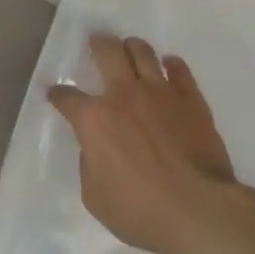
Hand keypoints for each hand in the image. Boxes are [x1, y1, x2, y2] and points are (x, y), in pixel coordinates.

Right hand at [47, 34, 240, 253]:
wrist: (198, 210)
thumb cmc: (140, 210)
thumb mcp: (95, 197)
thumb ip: (90, 165)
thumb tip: (97, 149)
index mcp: (94, 119)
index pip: (68, 97)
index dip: (58, 94)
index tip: (55, 94)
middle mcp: (124, 95)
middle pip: (107, 52)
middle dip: (98, 44)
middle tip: (96, 42)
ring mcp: (160, 93)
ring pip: (143, 52)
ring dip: (133, 48)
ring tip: (130, 49)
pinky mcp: (191, 100)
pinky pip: (180, 70)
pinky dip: (172, 66)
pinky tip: (169, 67)